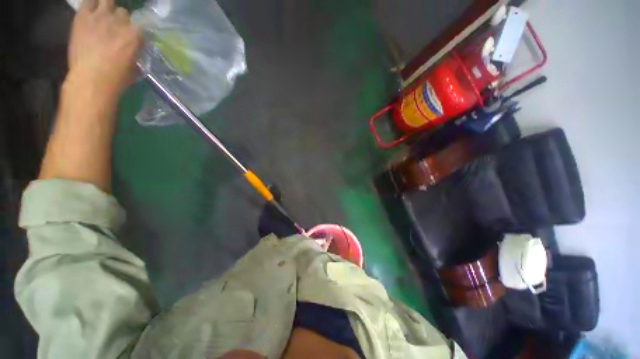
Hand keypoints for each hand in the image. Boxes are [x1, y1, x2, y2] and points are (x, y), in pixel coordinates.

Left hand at [66, 0, 141, 100]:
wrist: (91, 79)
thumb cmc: (116, 78)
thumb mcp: (134, 68)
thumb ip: (134, 53)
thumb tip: (134, 50)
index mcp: (135, 35)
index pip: (141, 26)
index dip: (135, 32)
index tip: (132, 39)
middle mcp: (120, 21)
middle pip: (123, 12)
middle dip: (120, 19)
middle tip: (114, 28)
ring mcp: (100, 16)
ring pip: (107, 1)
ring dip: (106, 7)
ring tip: (102, 16)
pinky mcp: (83, 16)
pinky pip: (88, 2)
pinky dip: (90, 5)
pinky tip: (90, 12)